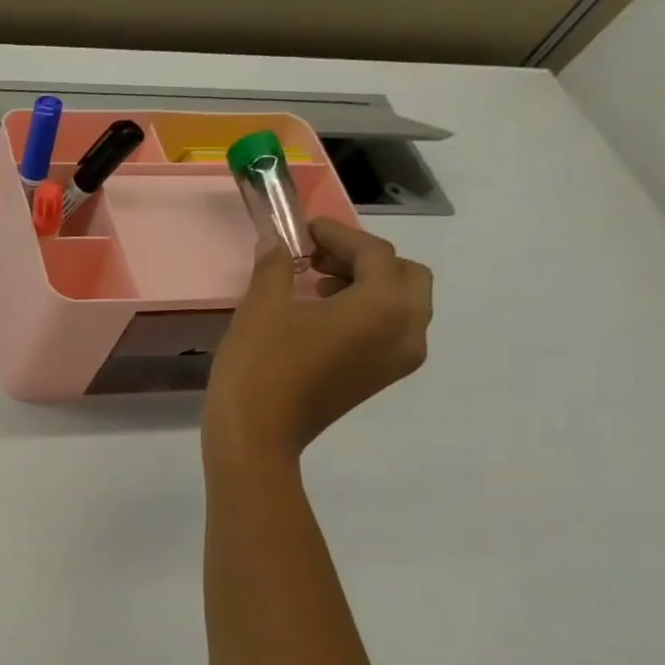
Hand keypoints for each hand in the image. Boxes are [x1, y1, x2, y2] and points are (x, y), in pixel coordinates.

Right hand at [204, 219, 432, 462]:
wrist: (257, 435)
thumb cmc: (260, 365)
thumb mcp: (261, 307)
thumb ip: (275, 266)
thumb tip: (276, 240)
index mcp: (384, 305)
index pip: (374, 253)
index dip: (338, 236)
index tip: (305, 229)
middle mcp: (408, 328)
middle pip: (403, 276)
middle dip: (364, 261)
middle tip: (316, 259)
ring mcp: (399, 358)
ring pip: (402, 304)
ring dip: (367, 286)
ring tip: (316, 287)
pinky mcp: (380, 378)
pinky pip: (391, 330)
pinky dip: (367, 314)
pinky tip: (322, 318)